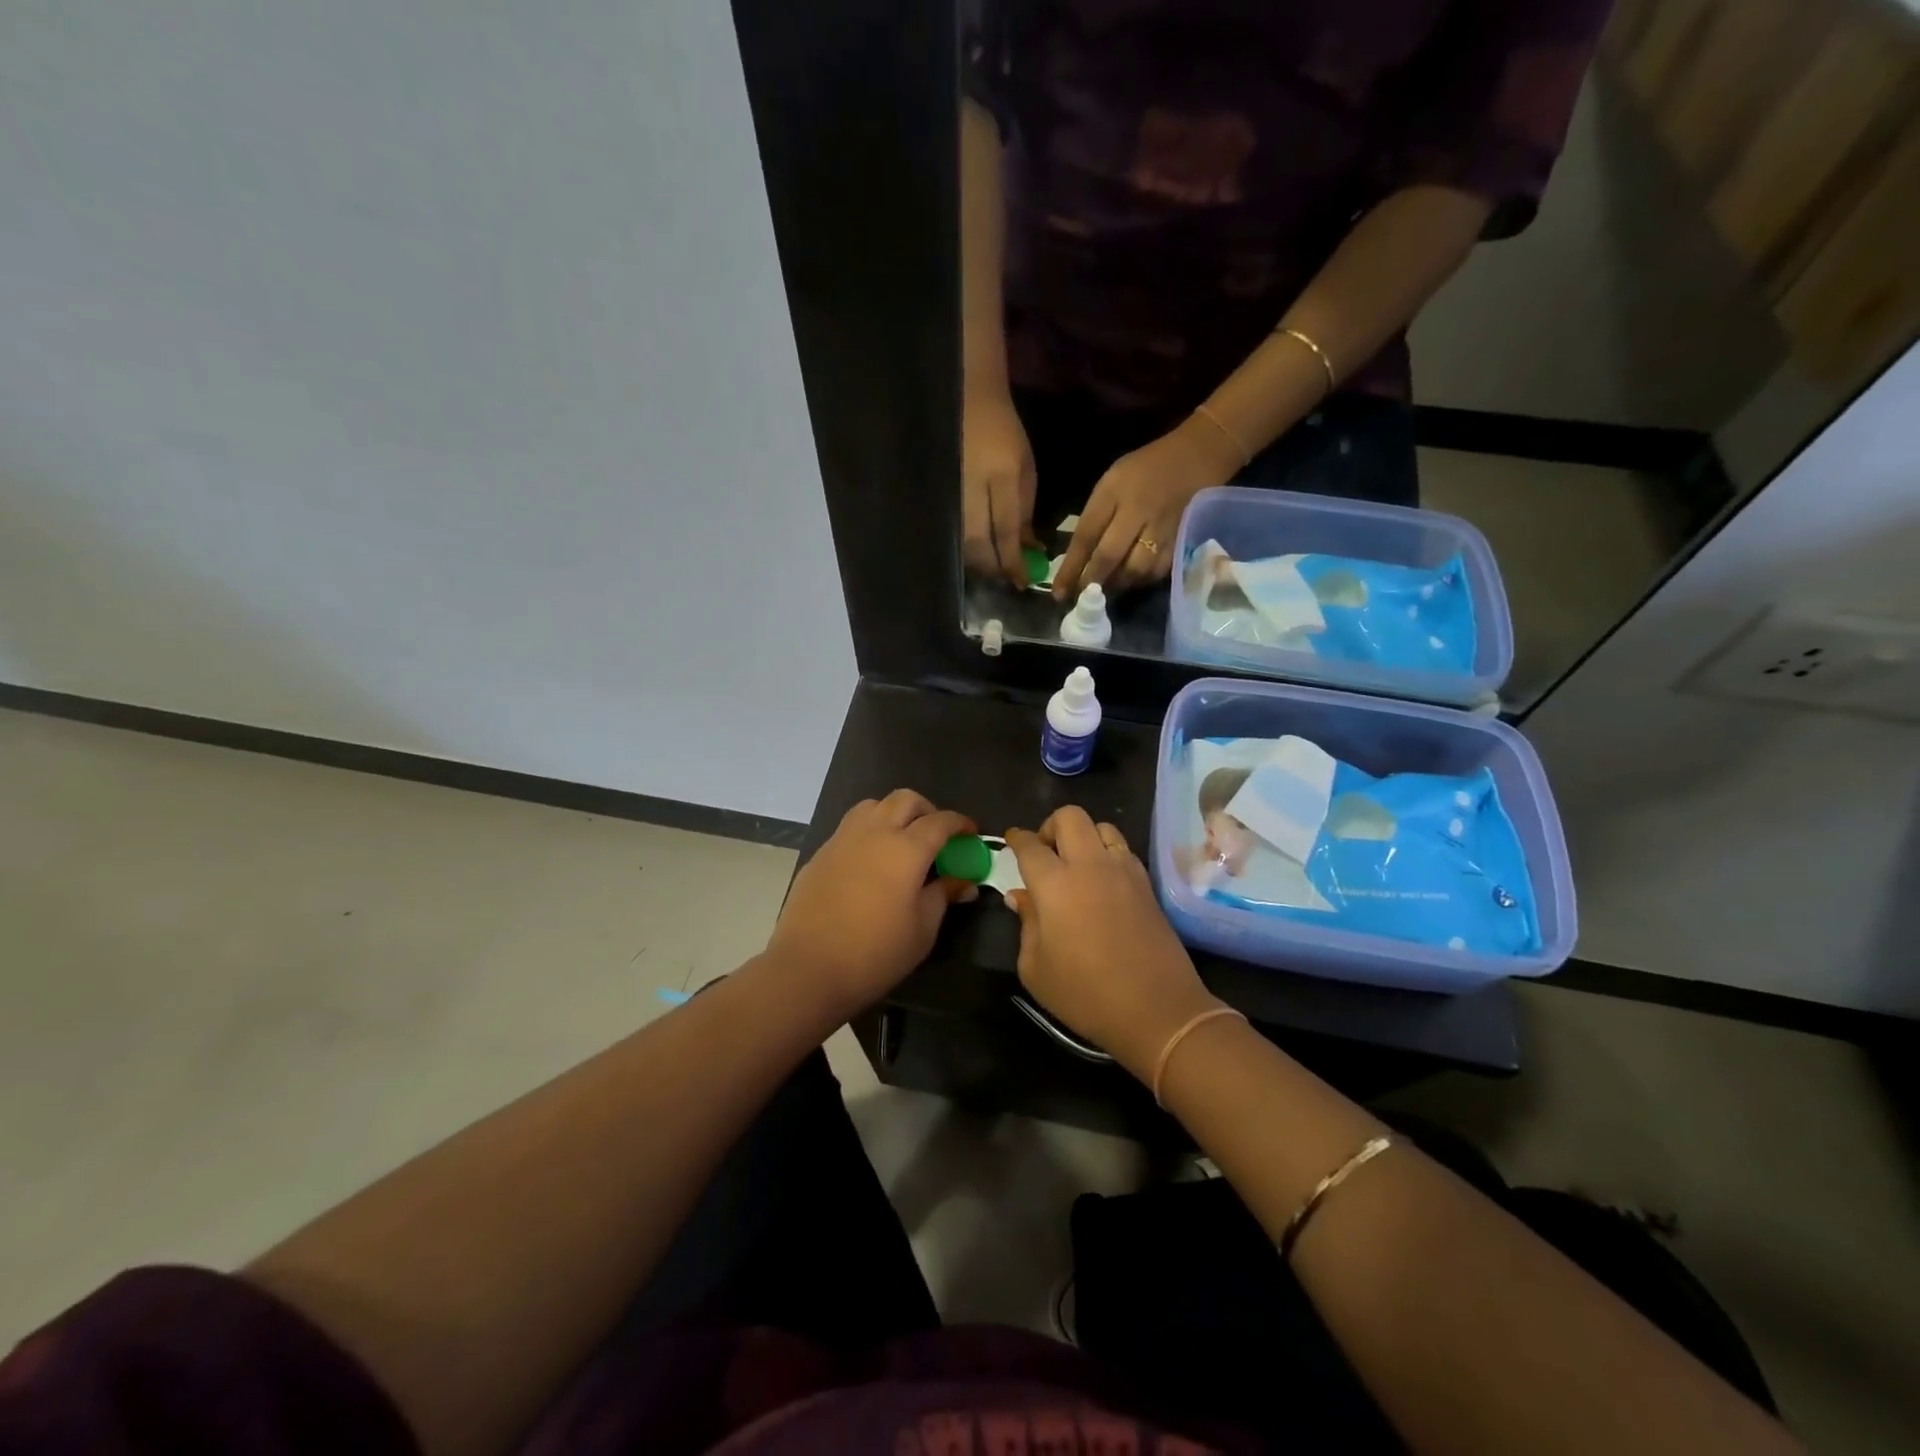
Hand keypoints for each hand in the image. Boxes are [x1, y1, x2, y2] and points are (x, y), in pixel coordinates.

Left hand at [764, 791, 975, 1025]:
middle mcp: (874, 832)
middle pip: (906, 800)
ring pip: (874, 806)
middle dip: (928, 811)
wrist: (808, 968)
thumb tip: (964, 881)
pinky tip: (871, 862)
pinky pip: (851, 827)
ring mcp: (842, 839)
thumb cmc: (875, 953)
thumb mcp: (923, 929)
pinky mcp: (821, 854)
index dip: (960, 824)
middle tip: (937, 836)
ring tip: (902, 841)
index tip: (970, 835)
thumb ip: (944, 896)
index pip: (941, 821)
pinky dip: (869, 832)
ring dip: (894, 814)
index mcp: (906, 849)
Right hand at [962, 383, 1039, 587]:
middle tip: (1005, 581)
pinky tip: (973, 556)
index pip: (1006, 531)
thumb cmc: (1005, 435)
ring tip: (990, 572)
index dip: (1013, 561)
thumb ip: (1025, 513)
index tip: (1022, 582)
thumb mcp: (1026, 470)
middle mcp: (973, 488)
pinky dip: (963, 549)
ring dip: (976, 563)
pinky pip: (951, 531)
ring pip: (960, 541)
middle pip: (978, 543)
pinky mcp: (940, 495)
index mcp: (1002, 477)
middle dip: (992, 568)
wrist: (970, 402)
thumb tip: (1028, 550)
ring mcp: (952, 492)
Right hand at [1005, 808, 1223, 1079]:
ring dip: (1084, 836)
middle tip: (1044, 854)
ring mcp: (1123, 871)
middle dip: (1050, 827)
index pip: (1030, 845)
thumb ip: (1026, 924)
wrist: (1157, 1009)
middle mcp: (1090, 865)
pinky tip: (1102, 881)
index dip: (1016, 839)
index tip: (1011, 841)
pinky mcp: (1147, 884)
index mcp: (1055, 883)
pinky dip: (1107, 853)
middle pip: (1069, 817)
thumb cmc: (1085, 993)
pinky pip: (1123, 849)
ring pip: (1102, 826)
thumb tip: (1021, 897)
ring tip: (1076, 864)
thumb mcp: (1035, 968)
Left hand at [1054, 415, 1241, 599]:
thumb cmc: (1144, 470)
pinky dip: (1140, 581)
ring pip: (1134, 570)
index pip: (1086, 536)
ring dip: (1116, 585)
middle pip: (1109, 557)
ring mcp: (1161, 529)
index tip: (1058, 592)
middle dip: (1091, 582)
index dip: (1070, 567)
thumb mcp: (1111, 483)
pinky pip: (1156, 572)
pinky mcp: (1180, 541)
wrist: (1195, 457)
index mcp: (1114, 493)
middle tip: (1080, 598)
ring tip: (1105, 589)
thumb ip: (1094, 517)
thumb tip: (1076, 559)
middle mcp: (1137, 512)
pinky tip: (1130, 580)